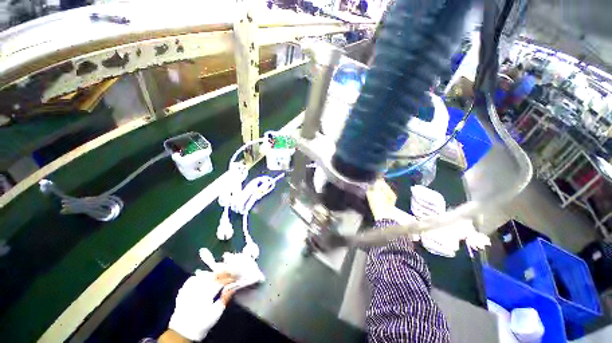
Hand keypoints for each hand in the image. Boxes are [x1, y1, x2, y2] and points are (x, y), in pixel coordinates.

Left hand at [167, 270, 235, 341]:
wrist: (183, 331)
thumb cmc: (203, 323)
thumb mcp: (217, 313)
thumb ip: (225, 298)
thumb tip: (233, 287)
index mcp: (206, 295)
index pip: (220, 281)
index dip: (229, 278)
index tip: (235, 277)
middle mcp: (196, 289)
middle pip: (211, 276)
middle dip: (221, 274)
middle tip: (228, 275)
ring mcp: (188, 289)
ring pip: (202, 275)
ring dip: (211, 275)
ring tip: (217, 277)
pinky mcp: (182, 291)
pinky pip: (192, 279)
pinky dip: (199, 277)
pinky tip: (203, 280)